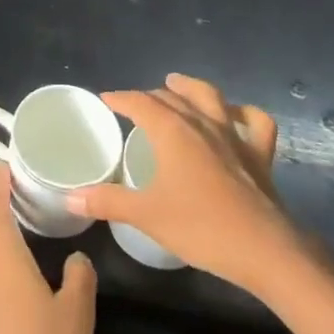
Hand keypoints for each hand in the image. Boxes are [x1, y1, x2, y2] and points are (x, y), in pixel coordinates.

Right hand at [70, 73, 308, 295]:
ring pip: (210, 97)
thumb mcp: (146, 215)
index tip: (107, 98)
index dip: (121, 98)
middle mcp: (202, 123)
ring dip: (190, 87)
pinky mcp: (258, 154)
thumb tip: (70, 197)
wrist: (263, 249)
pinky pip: (254, 122)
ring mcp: (233, 136)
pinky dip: (242, 113)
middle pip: (172, 97)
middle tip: (135, 104)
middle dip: (150, 96)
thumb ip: (107, 202)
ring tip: (177, 84)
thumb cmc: (200, 227)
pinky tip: (234, 116)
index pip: (141, 102)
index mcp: (172, 131)